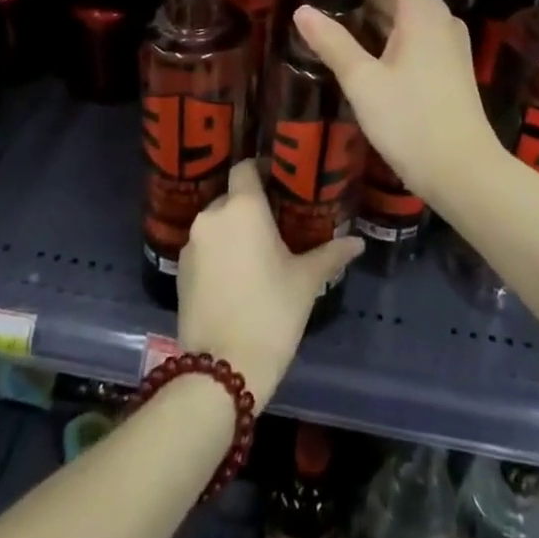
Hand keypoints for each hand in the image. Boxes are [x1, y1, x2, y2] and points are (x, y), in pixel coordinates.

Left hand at [176, 159, 361, 403]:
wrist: (222, 370)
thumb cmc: (271, 313)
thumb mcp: (306, 281)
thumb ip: (331, 253)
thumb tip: (358, 242)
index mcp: (242, 207)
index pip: (246, 167)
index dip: (263, 169)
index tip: (282, 181)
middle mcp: (212, 216)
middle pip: (232, 196)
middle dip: (252, 206)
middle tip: (277, 223)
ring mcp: (192, 244)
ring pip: (217, 224)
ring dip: (234, 231)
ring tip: (258, 252)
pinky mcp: (180, 271)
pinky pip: (205, 248)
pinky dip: (219, 253)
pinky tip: (238, 275)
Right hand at [292, 0, 497, 212]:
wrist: (465, 173)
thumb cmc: (412, 122)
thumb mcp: (364, 83)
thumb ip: (333, 42)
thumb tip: (301, 10)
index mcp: (422, 10)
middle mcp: (439, 17)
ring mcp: (446, 41)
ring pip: (405, 11)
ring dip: (371, 10)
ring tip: (329, 14)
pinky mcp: (447, 64)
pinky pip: (413, 33)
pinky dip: (386, 32)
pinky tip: (357, 46)